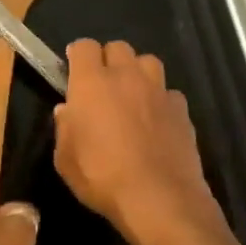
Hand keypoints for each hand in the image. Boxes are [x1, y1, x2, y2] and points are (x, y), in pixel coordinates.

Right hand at [53, 40, 227, 244]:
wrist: (159, 198)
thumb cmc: (102, 177)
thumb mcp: (65, 160)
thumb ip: (64, 129)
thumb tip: (66, 111)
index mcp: (92, 83)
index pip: (84, 46)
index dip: (78, 55)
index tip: (73, 69)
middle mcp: (126, 76)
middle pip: (118, 47)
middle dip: (108, 60)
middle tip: (103, 85)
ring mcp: (158, 90)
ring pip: (148, 62)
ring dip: (138, 73)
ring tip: (133, 96)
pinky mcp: (182, 109)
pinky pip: (169, 93)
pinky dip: (161, 100)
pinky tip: (157, 121)